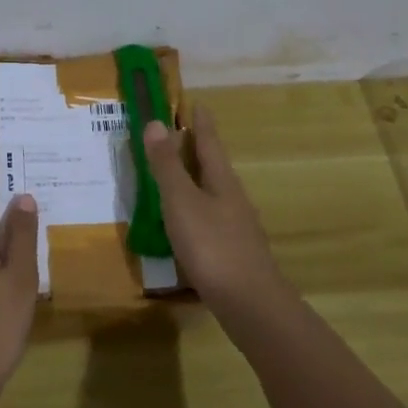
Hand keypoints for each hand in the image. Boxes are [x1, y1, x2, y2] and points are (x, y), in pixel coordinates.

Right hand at [142, 103, 284, 311]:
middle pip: (214, 166)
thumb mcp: (181, 202)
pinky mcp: (233, 252)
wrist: (250, 304)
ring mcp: (236, 227)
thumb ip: (167, 166)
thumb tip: (157, 122)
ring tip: (175, 177)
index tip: (197, 103)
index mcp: (221, 181)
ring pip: (213, 193)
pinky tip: (184, 224)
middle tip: (179, 135)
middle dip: (197, 150)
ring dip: (195, 180)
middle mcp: (233, 198)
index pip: (210, 143)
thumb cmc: (212, 246)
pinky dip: (195, 209)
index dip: (201, 123)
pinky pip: (211, 218)